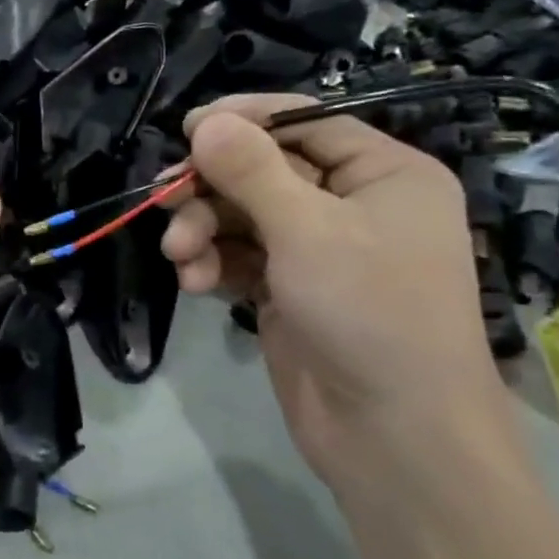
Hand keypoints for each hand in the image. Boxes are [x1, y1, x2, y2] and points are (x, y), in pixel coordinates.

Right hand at [161, 94, 518, 490]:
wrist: (394, 438)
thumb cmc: (369, 314)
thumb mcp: (307, 230)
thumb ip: (250, 170)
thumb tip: (205, 120)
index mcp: (383, 174)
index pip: (306, 122)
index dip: (244, 121)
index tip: (187, 129)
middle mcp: (353, 204)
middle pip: (264, 170)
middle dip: (212, 188)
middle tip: (164, 200)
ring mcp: (318, 250)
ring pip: (243, 215)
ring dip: (203, 230)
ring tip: (179, 255)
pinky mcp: (288, 289)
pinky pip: (240, 256)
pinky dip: (213, 264)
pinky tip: (195, 283)